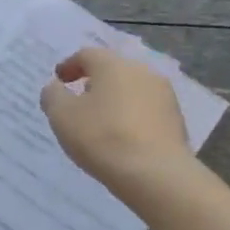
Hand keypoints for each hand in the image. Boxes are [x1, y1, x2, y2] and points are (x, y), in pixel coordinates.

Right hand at [39, 47, 194, 200]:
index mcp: (113, 65)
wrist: (156, 174)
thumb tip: (55, 87)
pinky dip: (130, 117)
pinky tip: (122, 137)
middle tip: (79, 99)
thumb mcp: (62, 116)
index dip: (69, 66)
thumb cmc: (102, 137)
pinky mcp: (176, 120)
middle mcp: (142, 72)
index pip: (87, 55)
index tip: (59, 80)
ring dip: (114, 100)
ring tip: (100, 121)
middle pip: (112, 70)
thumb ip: (53, 95)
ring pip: (132, 90)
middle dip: (94, 82)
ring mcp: (164, 96)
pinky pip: (146, 111)